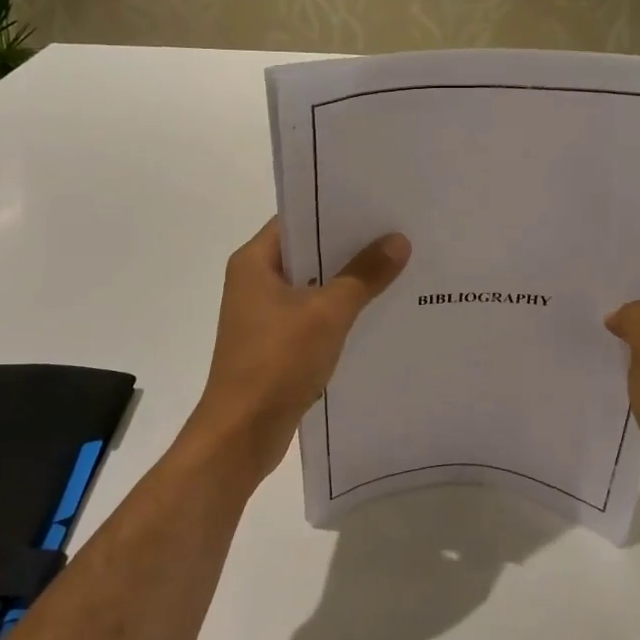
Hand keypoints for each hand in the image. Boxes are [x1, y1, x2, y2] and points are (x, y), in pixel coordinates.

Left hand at [183, 217, 410, 486]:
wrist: (242, 433)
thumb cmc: (277, 362)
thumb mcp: (327, 313)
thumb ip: (363, 275)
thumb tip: (398, 241)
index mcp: (255, 262)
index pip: (298, 219)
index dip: (336, 210)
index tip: (378, 205)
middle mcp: (255, 282)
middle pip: (308, 252)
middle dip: (351, 247)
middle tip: (398, 234)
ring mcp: (264, 316)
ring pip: (313, 287)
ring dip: (348, 282)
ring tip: (397, 268)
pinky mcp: (276, 344)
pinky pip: (313, 317)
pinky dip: (340, 313)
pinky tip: (377, 312)